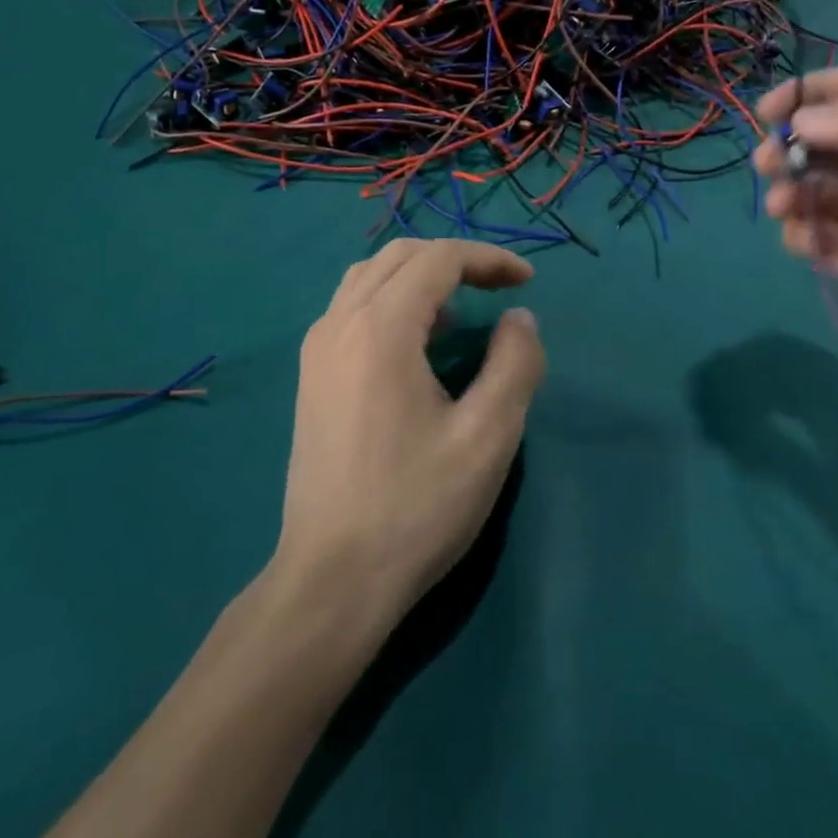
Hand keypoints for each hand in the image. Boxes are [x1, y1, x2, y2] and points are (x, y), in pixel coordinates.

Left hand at [276, 239, 545, 632]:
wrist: (332, 581)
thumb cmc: (415, 507)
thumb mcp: (488, 436)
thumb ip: (515, 364)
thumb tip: (520, 319)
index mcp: (380, 328)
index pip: (438, 259)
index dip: (488, 259)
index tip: (527, 282)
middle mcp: (339, 323)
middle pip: (400, 256)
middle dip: (455, 260)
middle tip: (499, 287)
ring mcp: (317, 349)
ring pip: (370, 277)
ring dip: (420, 277)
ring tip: (460, 312)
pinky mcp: (311, 376)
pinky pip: (352, 308)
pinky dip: (392, 301)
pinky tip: (417, 344)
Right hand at [754, 64, 837, 427]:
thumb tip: (807, 122)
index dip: (817, 93)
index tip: (772, 110)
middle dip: (796, 143)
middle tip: (769, 162)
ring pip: (825, 190)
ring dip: (794, 188)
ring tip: (782, 204)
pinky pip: (827, 242)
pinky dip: (803, 234)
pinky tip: (799, 239)